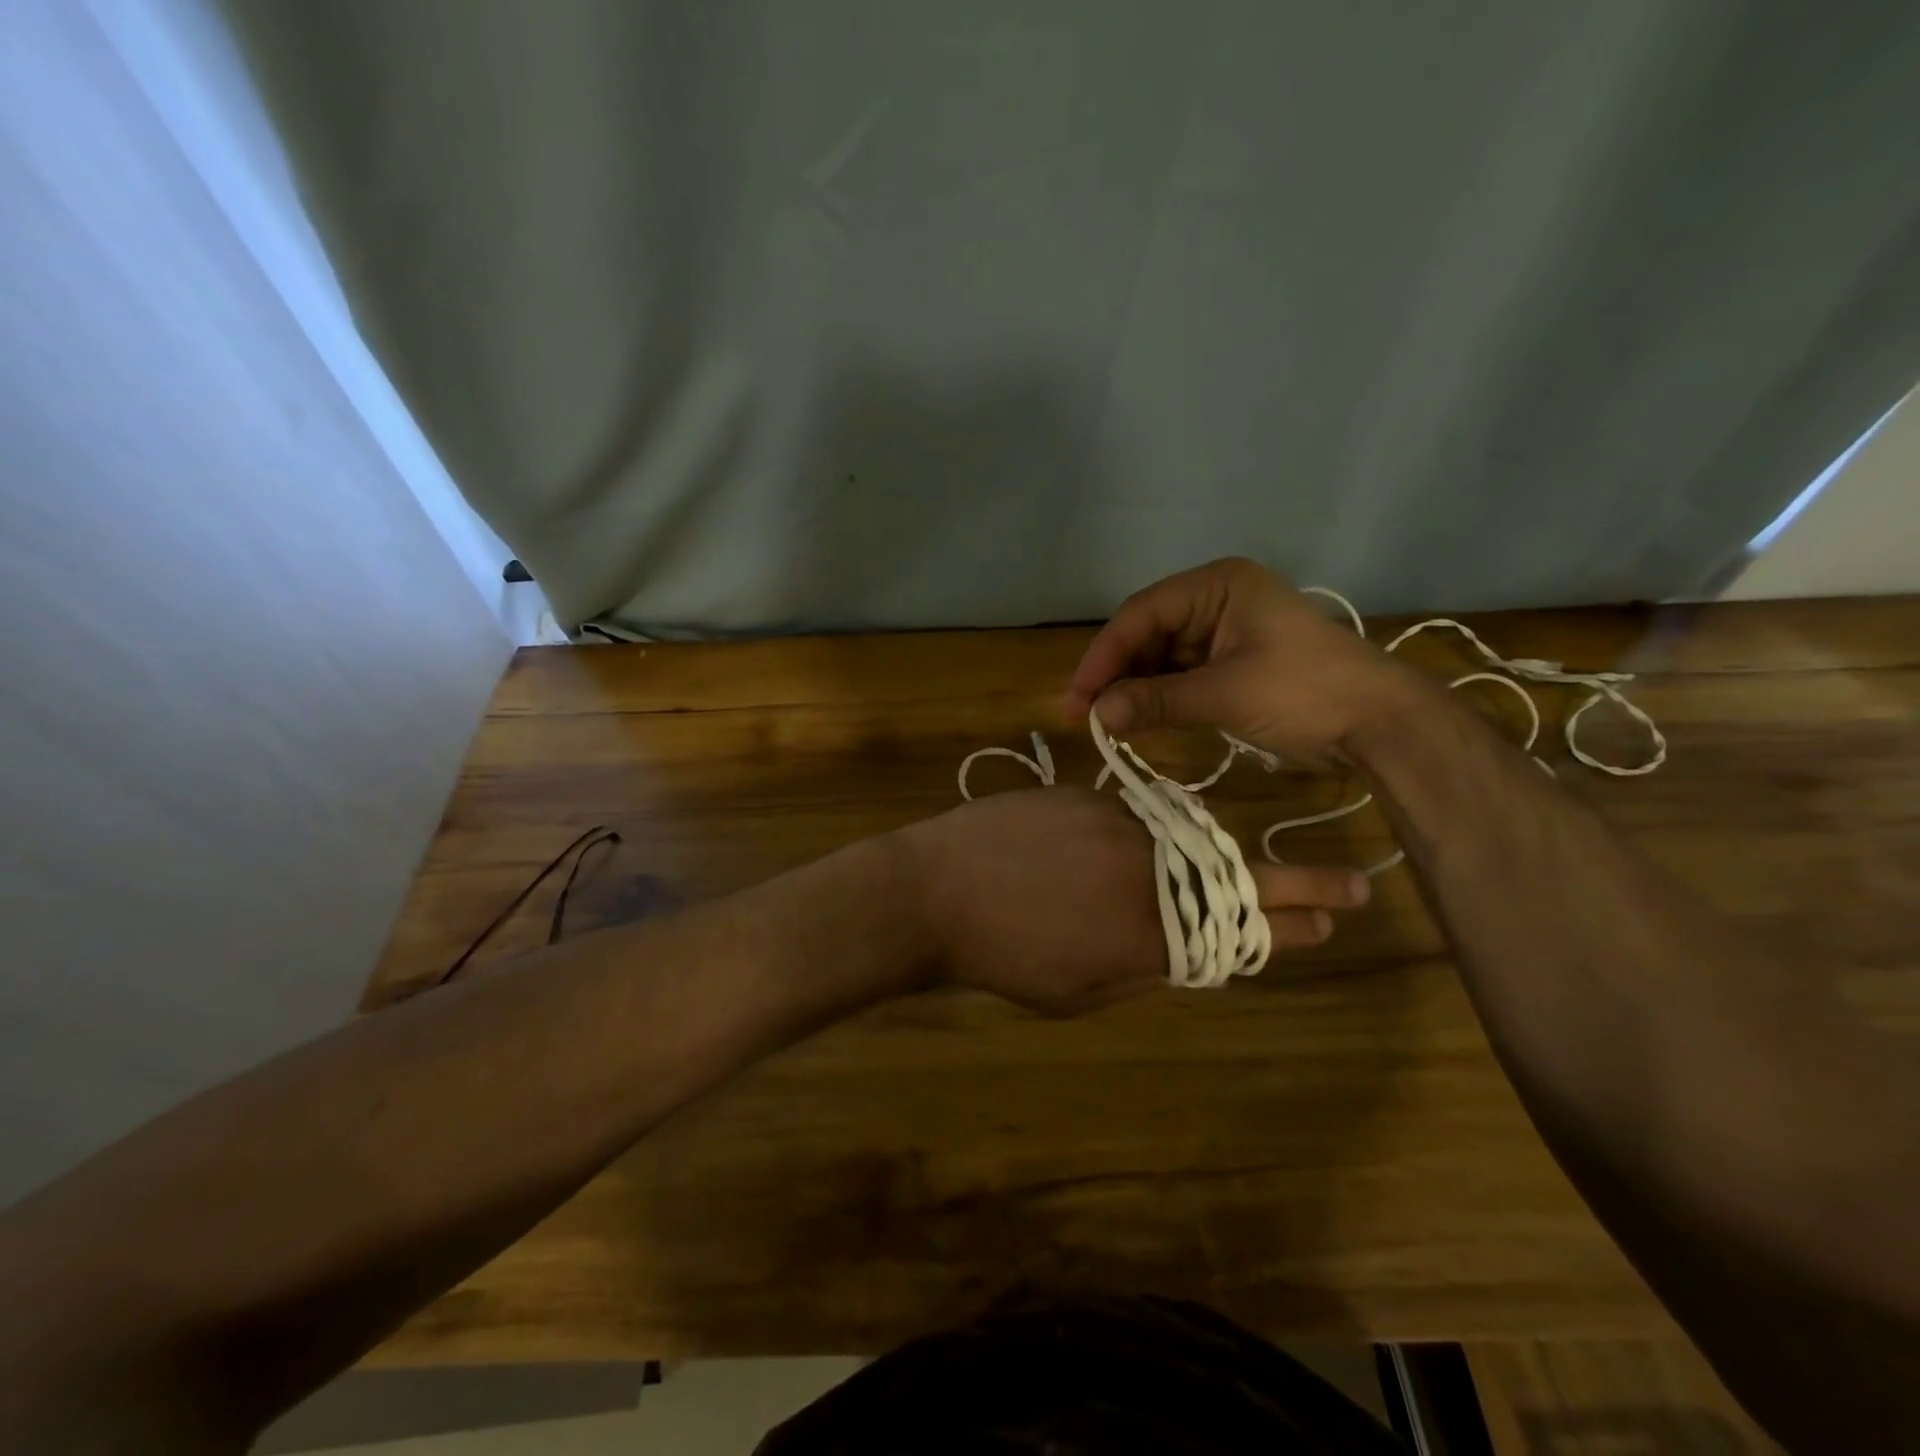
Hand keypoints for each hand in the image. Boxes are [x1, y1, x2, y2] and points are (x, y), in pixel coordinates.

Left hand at [899, 788, 1369, 1014]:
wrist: (933, 888)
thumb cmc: (1001, 957)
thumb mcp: (1080, 988)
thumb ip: (1144, 964)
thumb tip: (1187, 947)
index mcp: (1151, 927)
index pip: (1244, 922)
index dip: (1297, 917)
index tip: (1341, 912)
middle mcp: (1147, 865)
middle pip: (1232, 874)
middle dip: (1286, 884)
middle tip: (1337, 888)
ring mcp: (1116, 821)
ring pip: (1180, 839)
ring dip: (1197, 861)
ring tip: (1191, 879)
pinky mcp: (1082, 793)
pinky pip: (1129, 816)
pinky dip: (1135, 837)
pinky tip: (1103, 854)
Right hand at [1066, 557, 1432, 759]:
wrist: (1378, 722)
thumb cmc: (1305, 692)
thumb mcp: (1226, 693)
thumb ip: (1157, 701)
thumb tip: (1097, 716)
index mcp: (1217, 585)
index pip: (1143, 613)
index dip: (1104, 654)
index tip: (1078, 695)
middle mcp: (1216, 600)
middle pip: (1148, 633)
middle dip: (1117, 673)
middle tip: (1085, 714)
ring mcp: (1224, 632)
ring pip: (1161, 656)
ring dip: (1135, 687)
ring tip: (1106, 721)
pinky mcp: (1232, 662)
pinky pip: (1181, 675)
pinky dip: (1159, 696)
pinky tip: (1137, 718)